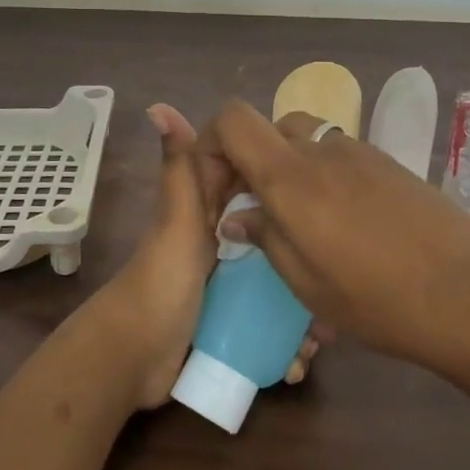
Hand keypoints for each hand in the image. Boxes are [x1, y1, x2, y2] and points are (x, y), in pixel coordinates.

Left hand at [90, 104, 325, 407]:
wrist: (132, 357)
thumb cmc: (160, 281)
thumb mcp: (178, 220)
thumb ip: (179, 168)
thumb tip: (158, 106)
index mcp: (209, 213)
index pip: (256, 185)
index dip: (288, 184)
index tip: (328, 189)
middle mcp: (222, 245)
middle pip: (275, 240)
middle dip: (305, 259)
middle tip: (336, 282)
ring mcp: (227, 287)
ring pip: (278, 288)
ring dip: (302, 313)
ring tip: (322, 337)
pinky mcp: (230, 324)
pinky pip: (268, 328)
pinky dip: (286, 345)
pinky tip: (299, 363)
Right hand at [201, 100, 469, 379]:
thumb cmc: (382, 301)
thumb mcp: (309, 285)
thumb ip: (266, 238)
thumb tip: (238, 216)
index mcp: (293, 177)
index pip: (233, 120)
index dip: (210, 143)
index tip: (216, 191)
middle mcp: (324, 150)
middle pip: (270, 129)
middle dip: (251, 163)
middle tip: (257, 213)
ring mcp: (363, 153)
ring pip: (307, 142)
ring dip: (290, 170)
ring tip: (303, 223)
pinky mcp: (393, 166)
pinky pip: (342, 157)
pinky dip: (325, 178)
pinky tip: (347, 226)